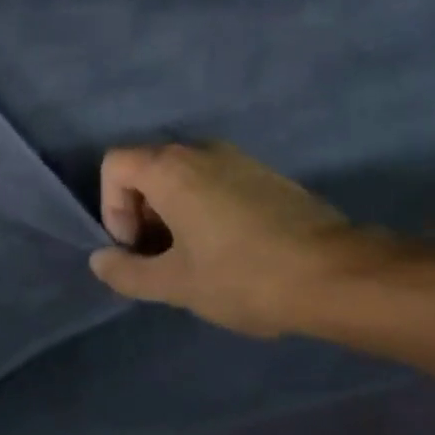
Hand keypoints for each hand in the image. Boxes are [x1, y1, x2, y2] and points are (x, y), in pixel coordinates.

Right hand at [88, 143, 380, 337]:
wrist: (335, 274)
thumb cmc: (243, 275)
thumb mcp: (176, 284)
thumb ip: (128, 272)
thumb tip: (99, 261)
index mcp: (171, 168)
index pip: (115, 165)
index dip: (112, 208)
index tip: (136, 248)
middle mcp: (201, 150)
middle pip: (147, 169)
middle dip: (142, 214)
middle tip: (162, 260)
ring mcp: (237, 158)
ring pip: (184, 177)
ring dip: (174, 214)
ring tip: (195, 261)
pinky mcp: (265, 174)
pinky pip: (216, 182)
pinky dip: (205, 208)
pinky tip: (230, 251)